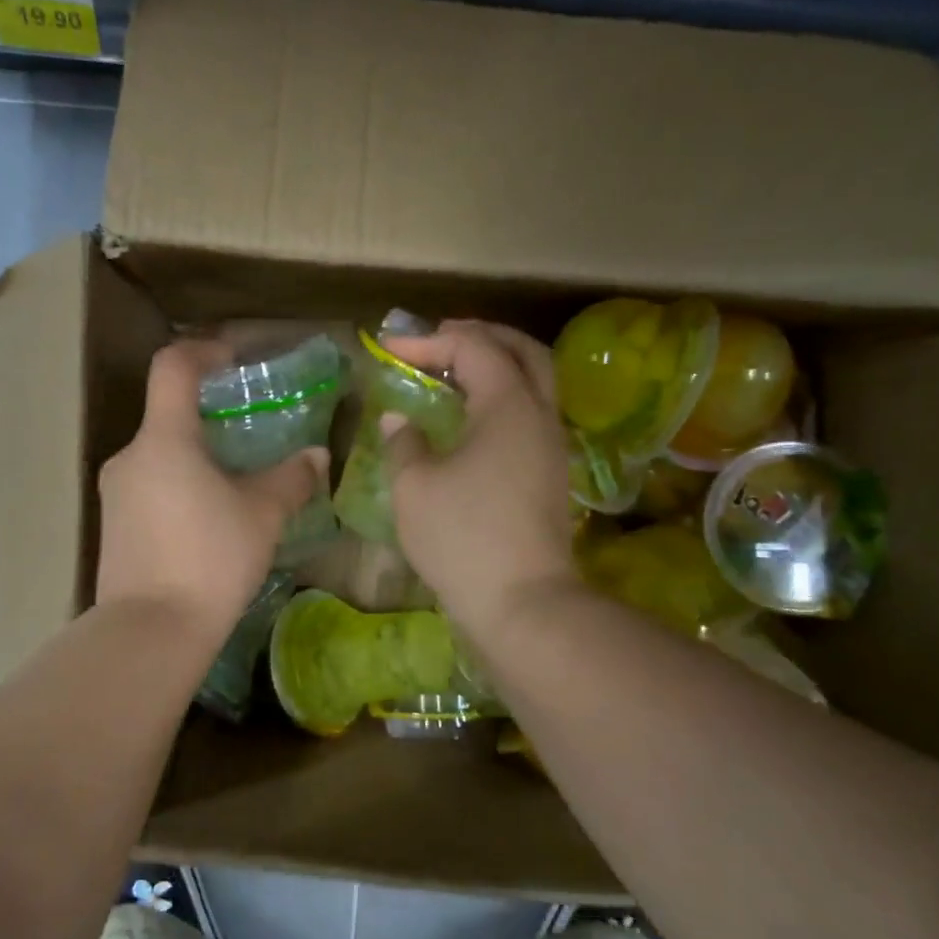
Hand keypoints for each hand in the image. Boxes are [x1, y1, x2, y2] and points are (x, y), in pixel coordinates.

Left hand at [96, 339, 325, 643]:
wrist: (151, 631)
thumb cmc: (210, 559)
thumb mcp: (262, 516)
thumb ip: (291, 479)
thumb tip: (317, 456)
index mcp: (164, 440)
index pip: (173, 367)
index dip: (204, 351)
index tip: (234, 360)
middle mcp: (130, 456)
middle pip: (167, 415)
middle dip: (209, 416)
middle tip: (250, 435)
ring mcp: (115, 493)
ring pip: (160, 455)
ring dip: (195, 456)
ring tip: (234, 484)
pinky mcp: (112, 525)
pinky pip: (149, 487)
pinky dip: (179, 486)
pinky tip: (207, 520)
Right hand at [381, 322, 576, 636]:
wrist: (521, 603)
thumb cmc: (462, 537)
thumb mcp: (415, 487)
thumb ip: (404, 443)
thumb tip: (400, 421)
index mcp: (509, 406)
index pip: (473, 348)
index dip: (428, 341)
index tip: (388, 348)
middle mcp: (539, 415)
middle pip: (522, 351)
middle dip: (480, 336)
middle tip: (439, 338)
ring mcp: (550, 447)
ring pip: (533, 383)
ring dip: (496, 366)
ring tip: (453, 372)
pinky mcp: (549, 475)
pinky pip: (528, 414)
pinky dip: (501, 398)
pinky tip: (470, 418)